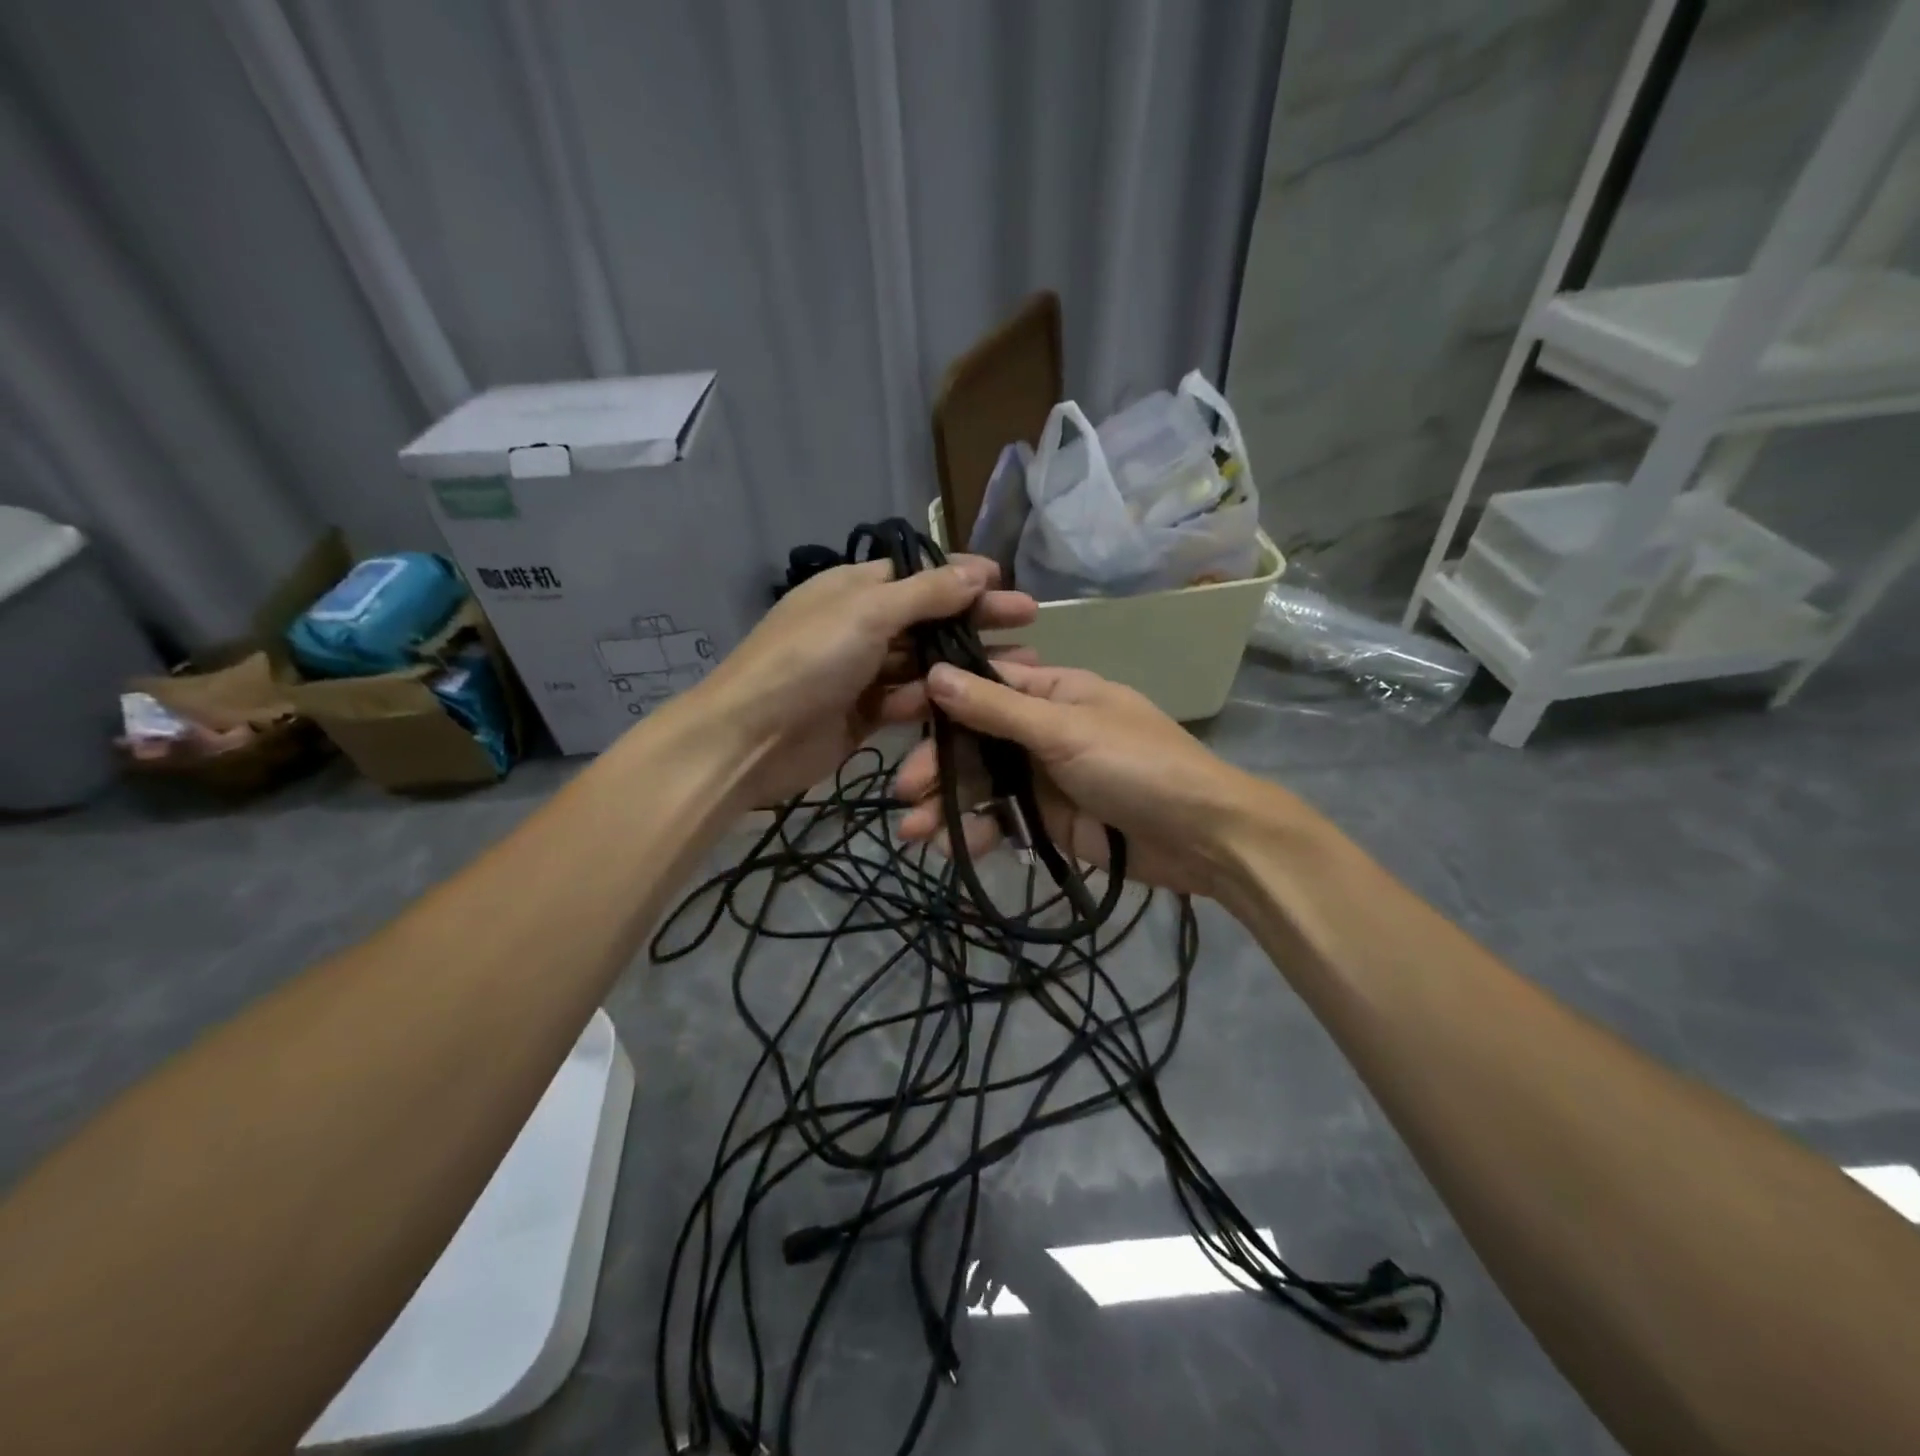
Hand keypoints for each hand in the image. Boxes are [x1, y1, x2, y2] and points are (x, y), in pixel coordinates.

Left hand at [687, 556, 1036, 808]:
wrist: (750, 739)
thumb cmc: (807, 661)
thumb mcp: (866, 613)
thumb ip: (925, 594)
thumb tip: (976, 572)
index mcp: (854, 587)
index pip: (919, 572)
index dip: (962, 575)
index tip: (1006, 581)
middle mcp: (861, 624)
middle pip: (929, 617)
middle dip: (976, 618)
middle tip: (1029, 621)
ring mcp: (863, 672)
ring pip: (925, 662)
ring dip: (967, 662)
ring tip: (1020, 666)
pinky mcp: (866, 714)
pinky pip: (910, 700)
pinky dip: (937, 699)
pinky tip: (975, 700)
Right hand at [893, 661, 1280, 896]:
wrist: (1203, 838)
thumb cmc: (1139, 766)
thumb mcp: (1066, 731)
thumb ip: (998, 709)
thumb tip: (934, 674)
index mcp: (1052, 693)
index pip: (982, 685)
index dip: (937, 698)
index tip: (893, 714)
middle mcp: (1042, 731)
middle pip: (974, 742)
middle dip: (937, 765)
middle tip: (904, 792)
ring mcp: (1043, 779)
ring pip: (982, 786)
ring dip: (947, 805)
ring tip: (912, 833)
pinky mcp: (1048, 822)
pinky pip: (1001, 822)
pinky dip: (975, 834)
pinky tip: (949, 850)